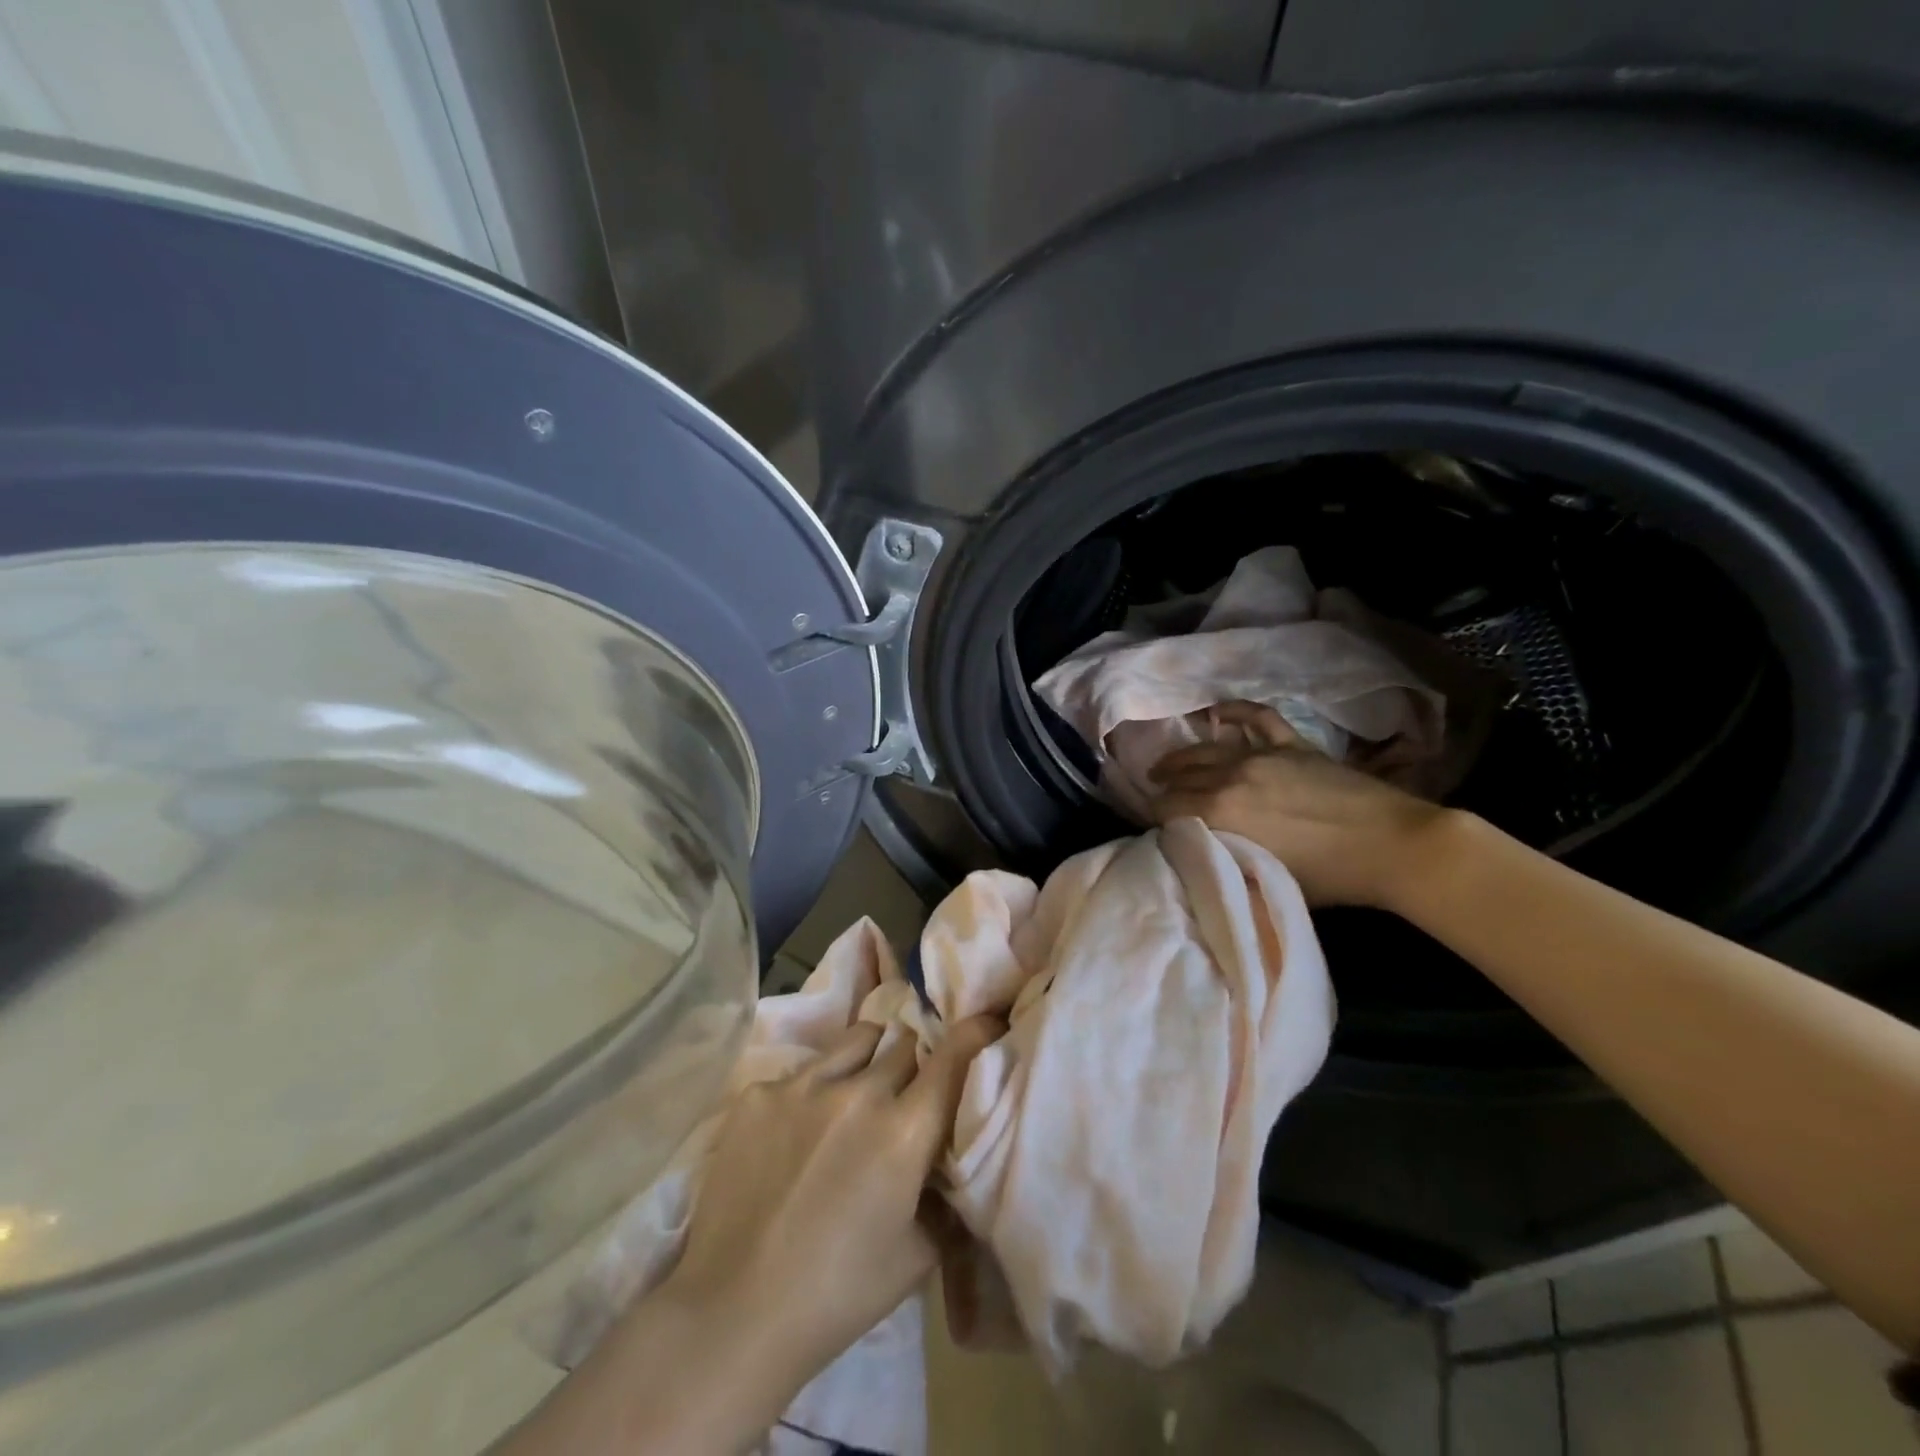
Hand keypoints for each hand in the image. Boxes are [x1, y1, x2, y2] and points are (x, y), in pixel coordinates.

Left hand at [660, 1015, 1002, 1408]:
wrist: (733, 1313)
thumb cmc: (838, 1293)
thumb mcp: (917, 1255)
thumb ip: (944, 1195)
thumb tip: (950, 1160)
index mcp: (904, 1132)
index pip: (955, 1053)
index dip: (976, 1031)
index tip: (987, 1021)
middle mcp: (858, 1093)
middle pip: (904, 1044)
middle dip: (914, 1063)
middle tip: (906, 1092)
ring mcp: (803, 1086)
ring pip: (857, 1040)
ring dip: (869, 1060)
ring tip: (855, 1095)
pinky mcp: (759, 1093)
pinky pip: (803, 1070)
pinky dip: (813, 1090)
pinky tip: (795, 1133)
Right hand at [1148, 701, 1452, 907]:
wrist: (1394, 846)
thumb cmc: (1329, 877)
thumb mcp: (1265, 880)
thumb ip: (1225, 862)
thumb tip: (1199, 854)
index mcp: (1220, 813)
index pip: (1167, 808)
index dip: (1155, 817)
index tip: (1155, 826)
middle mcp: (1231, 777)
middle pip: (1182, 778)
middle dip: (1163, 788)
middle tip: (1155, 796)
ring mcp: (1263, 755)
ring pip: (1207, 750)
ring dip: (1181, 758)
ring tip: (1167, 766)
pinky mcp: (1292, 745)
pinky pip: (1256, 719)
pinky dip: (1234, 713)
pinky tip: (1216, 714)